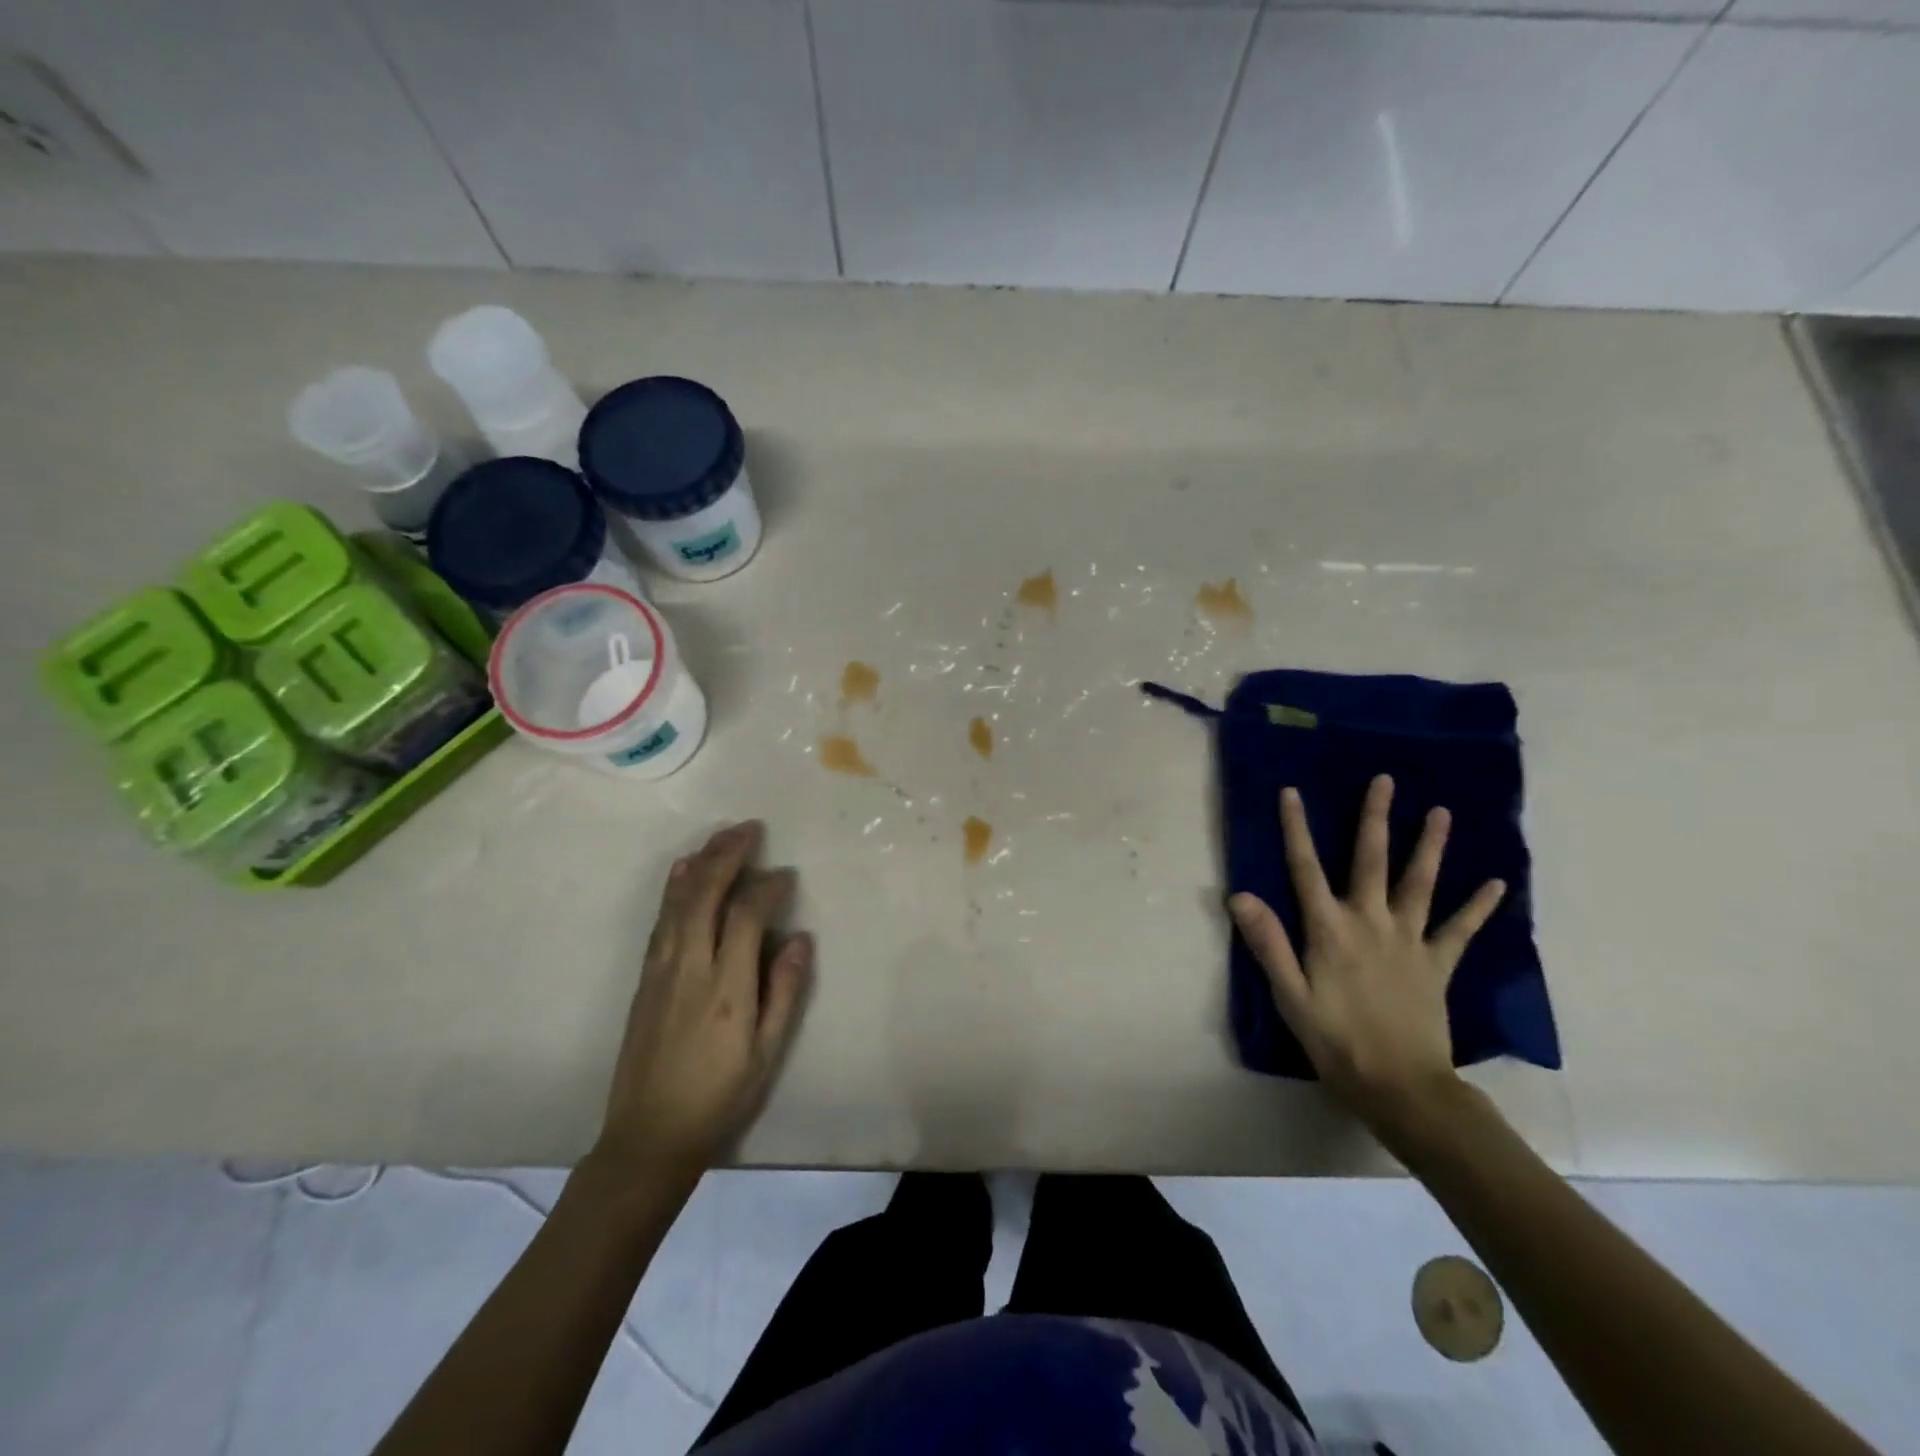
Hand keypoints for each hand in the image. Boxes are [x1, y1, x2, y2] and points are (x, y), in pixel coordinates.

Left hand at [591, 821, 812, 1182]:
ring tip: (722, 837)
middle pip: (705, 895)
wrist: (648, 1136)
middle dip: (728, 856)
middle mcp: (689, 967)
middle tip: (750, 829)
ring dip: (701, 863)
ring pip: (679, 902)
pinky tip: (684, 871)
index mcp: (726, 987)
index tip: (786, 875)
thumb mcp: (767, 1052)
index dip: (767, 888)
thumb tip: (799, 937)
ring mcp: (660, 970)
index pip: (746, 916)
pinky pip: (661, 920)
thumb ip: (785, 991)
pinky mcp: (644, 978)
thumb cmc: (719, 1096)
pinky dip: (674, 889)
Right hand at [1228, 776, 1505, 1138]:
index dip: (1296, 829)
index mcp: (1329, 930)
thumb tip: (1241, 894)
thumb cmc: (1336, 1041)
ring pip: (1420, 884)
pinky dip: (1478, 907)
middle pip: (1371, 861)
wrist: (1402, 1088)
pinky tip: (1497, 884)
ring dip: (1429, 846)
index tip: (1292, 792)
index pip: (1306, 868)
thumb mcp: (1290, 996)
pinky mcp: (1437, 964)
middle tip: (1385, 780)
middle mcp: (1370, 923)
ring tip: (1440, 812)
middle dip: (1374, 818)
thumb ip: (1268, 943)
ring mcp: (1409, 941)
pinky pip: (1460, 930)